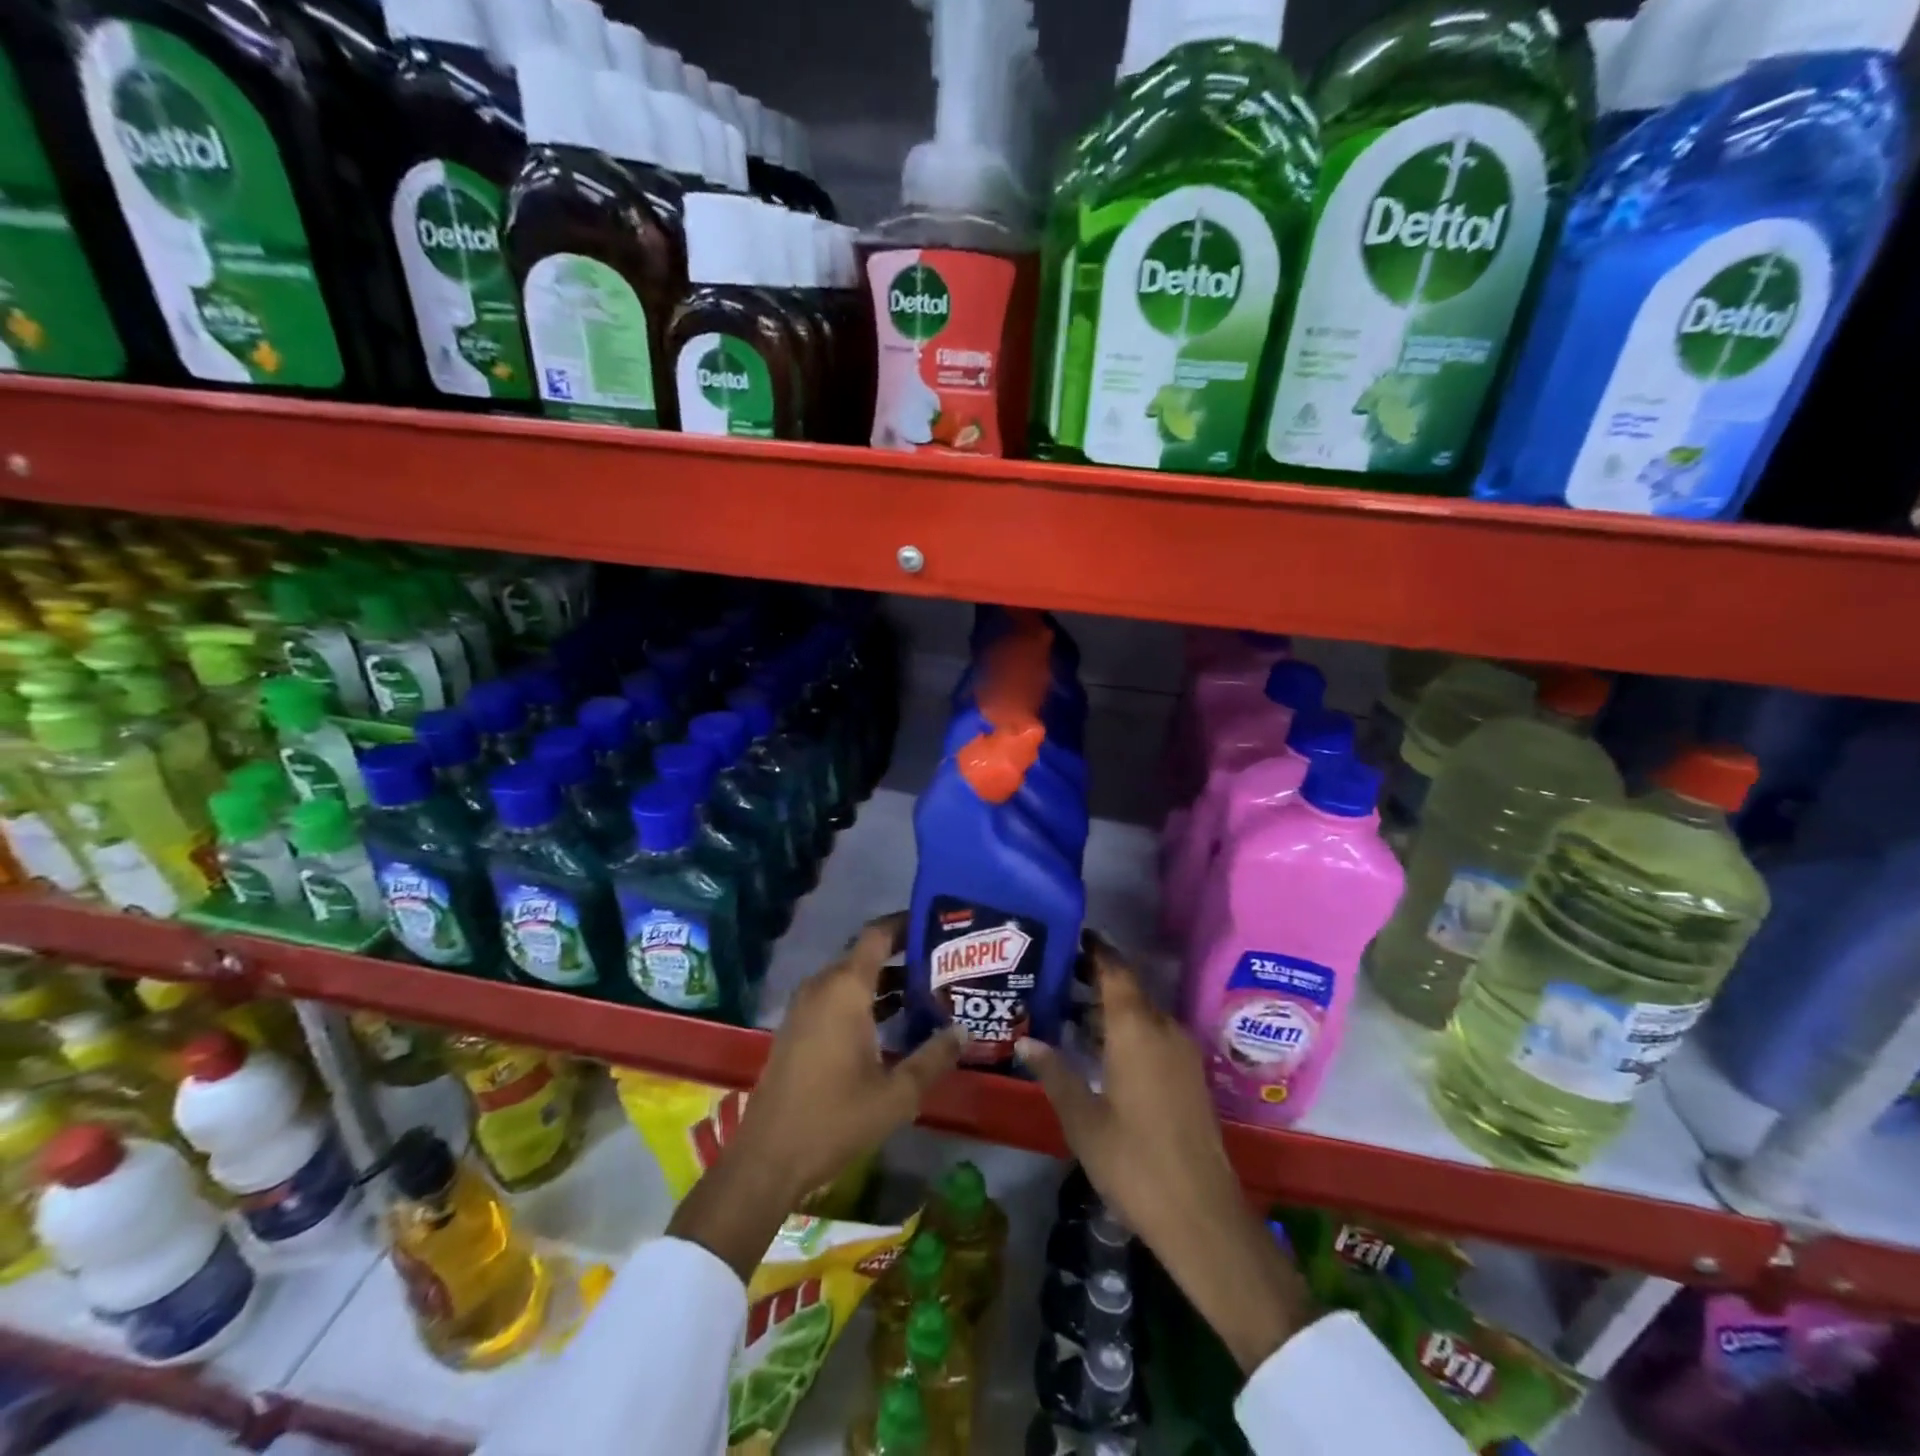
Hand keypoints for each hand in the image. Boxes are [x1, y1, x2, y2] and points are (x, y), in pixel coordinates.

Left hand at [667, 913, 967, 1280]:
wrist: (767, 1159)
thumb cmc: (834, 1120)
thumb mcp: (896, 1094)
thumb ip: (933, 1057)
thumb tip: (963, 1031)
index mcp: (845, 989)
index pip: (878, 934)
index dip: (907, 923)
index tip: (938, 925)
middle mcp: (822, 986)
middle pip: (867, 954)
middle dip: (904, 955)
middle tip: (944, 965)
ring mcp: (805, 1007)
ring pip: (851, 977)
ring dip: (886, 981)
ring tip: (927, 992)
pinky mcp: (797, 1027)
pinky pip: (836, 997)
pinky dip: (865, 999)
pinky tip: (893, 1023)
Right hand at [1018, 934, 1313, 1371]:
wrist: (1203, 1217)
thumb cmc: (1134, 1163)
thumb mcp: (1082, 1119)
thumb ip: (1054, 1072)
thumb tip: (1025, 1039)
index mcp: (1136, 1029)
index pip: (1116, 970)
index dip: (1095, 950)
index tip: (1071, 936)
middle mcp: (1164, 1029)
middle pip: (1130, 988)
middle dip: (1097, 978)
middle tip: (1058, 975)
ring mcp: (1182, 1052)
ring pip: (1143, 1012)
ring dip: (1113, 1006)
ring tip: (1072, 1009)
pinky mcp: (1190, 1075)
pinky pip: (1155, 1034)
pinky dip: (1129, 1028)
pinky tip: (1103, 1048)